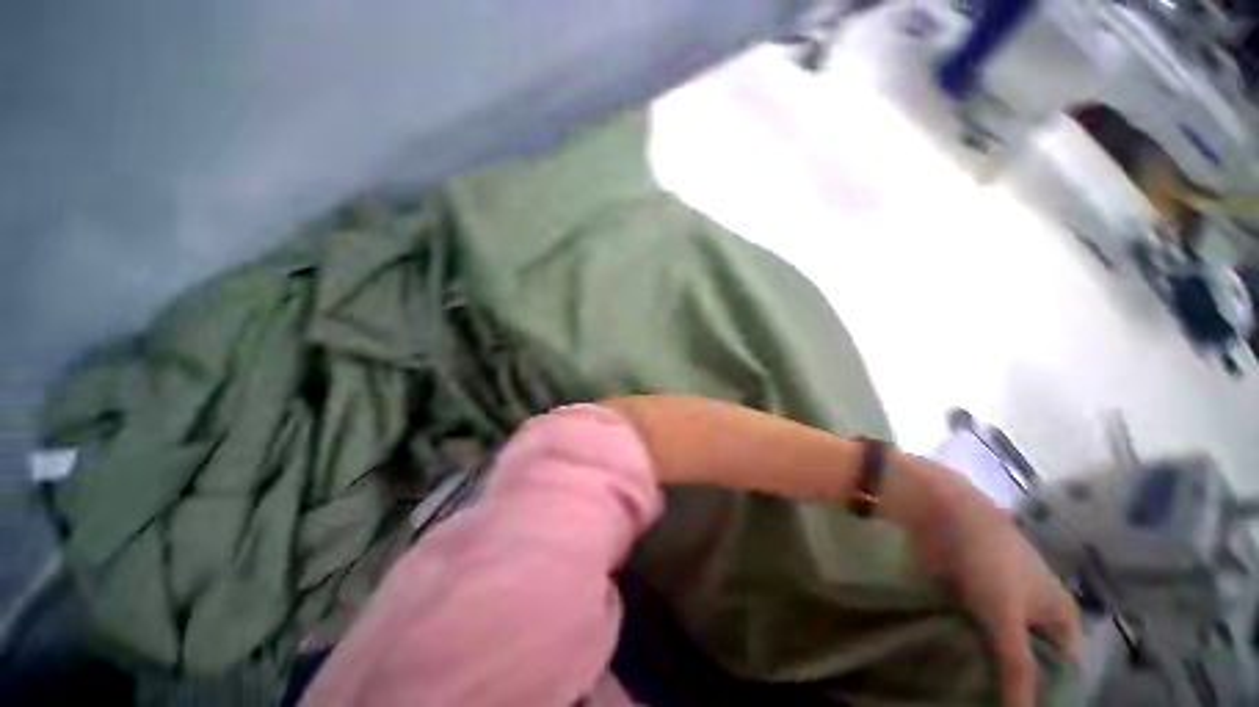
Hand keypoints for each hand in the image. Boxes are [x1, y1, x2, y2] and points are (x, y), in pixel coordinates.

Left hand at [893, 454, 1080, 706]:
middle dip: (1012, 684)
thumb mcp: (1006, 619)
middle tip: (982, 706)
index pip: (1065, 673)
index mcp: (1061, 615)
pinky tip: (948, 663)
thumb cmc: (986, 560)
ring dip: (986, 664)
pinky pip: (975, 625)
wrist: (940, 508)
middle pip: (1032, 660)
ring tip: (963, 695)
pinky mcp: (972, 588)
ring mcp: (1003, 596)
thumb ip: (1017, 671)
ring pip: (1001, 643)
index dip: (1048, 698)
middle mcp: (1037, 608)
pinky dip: (966, 643)